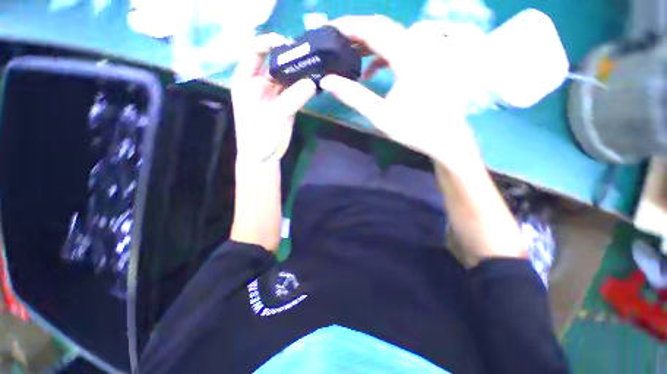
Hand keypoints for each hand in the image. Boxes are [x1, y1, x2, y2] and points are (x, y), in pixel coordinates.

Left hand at [231, 33, 316, 164]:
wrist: (264, 157)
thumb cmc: (258, 136)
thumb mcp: (272, 116)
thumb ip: (291, 99)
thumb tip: (312, 83)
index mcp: (246, 80)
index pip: (254, 51)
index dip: (269, 42)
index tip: (288, 44)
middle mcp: (260, 83)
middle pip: (275, 62)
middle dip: (291, 57)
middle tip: (310, 55)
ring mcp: (275, 94)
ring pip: (288, 76)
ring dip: (300, 72)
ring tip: (316, 66)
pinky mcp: (286, 104)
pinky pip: (296, 91)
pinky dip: (305, 87)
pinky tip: (315, 82)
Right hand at [321, 16, 479, 170]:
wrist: (444, 137)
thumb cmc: (414, 129)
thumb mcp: (380, 116)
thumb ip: (354, 96)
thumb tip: (327, 81)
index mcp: (408, 57)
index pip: (373, 30)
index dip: (349, 26)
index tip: (329, 29)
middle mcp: (419, 46)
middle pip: (383, 27)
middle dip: (356, 32)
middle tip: (335, 42)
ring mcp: (425, 52)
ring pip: (391, 36)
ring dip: (368, 44)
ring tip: (349, 56)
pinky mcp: (426, 60)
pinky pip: (400, 48)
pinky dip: (382, 55)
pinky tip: (370, 71)